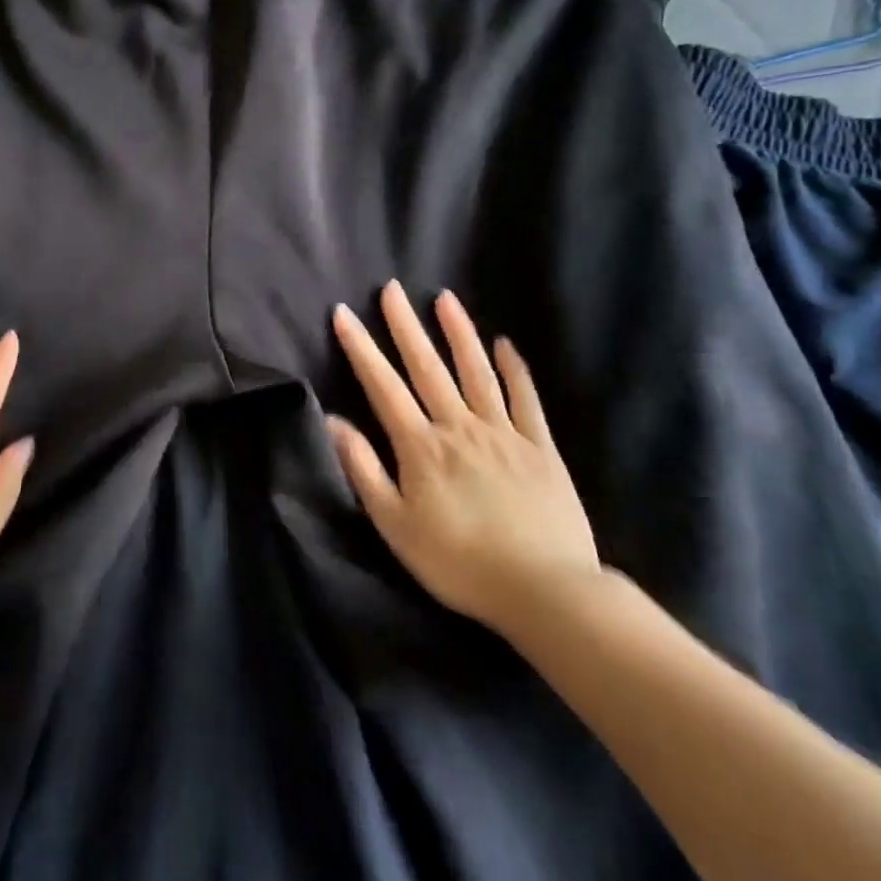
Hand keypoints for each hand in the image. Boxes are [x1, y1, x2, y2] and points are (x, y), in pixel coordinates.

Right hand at [327, 281, 599, 634]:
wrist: (545, 590)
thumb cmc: (459, 562)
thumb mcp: (396, 526)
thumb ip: (364, 470)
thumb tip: (334, 422)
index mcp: (421, 447)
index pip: (383, 386)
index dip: (360, 348)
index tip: (344, 314)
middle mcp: (459, 427)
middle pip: (428, 367)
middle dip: (406, 325)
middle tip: (392, 289)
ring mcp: (504, 433)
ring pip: (476, 372)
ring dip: (458, 333)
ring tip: (445, 298)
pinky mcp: (540, 447)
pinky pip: (525, 399)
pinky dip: (514, 369)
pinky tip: (504, 344)